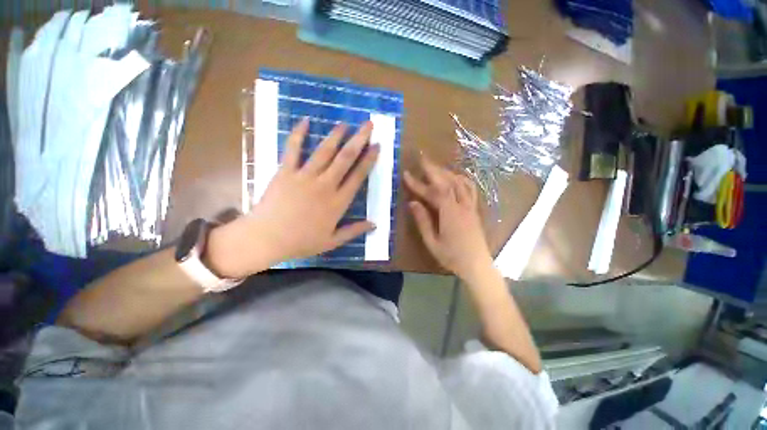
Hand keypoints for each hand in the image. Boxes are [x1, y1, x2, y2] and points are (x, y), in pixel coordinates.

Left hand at [207, 119, 378, 277]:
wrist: (266, 239)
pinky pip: (293, 149)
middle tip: (368, 125)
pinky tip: (305, 121)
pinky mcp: (285, 172)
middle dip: (359, 140)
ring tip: (345, 123)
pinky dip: (298, 134)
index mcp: (338, 202)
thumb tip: (374, 224)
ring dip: (336, 135)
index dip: (369, 160)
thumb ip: (354, 231)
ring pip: (324, 151)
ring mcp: (304, 176)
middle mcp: (325, 185)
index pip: (358, 176)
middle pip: (345, 158)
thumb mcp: (332, 241)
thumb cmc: (301, 242)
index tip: (377, 146)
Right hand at [404, 156, 492, 282]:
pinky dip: (461, 179)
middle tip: (422, 158)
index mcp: (449, 213)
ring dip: (446, 172)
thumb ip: (423, 221)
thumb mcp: (432, 242)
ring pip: (459, 182)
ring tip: (435, 167)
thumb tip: (413, 203)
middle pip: (447, 181)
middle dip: (433, 169)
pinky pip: (469, 188)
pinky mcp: (474, 209)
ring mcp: (470, 206)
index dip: (418, 183)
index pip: (432, 192)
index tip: (406, 174)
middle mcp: (461, 205)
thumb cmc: (452, 257)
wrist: (477, 265)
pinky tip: (455, 177)